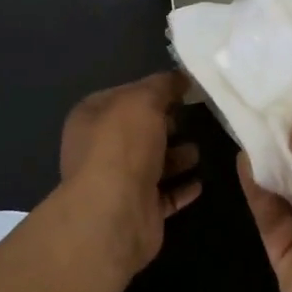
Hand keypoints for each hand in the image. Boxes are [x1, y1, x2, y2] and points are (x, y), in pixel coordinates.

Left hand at [59, 71, 201, 276]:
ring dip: (177, 157)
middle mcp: (99, 149)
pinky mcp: (139, 211)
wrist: (115, 214)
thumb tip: (181, 77)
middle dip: (166, 125)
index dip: (152, 90)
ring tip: (198, 151)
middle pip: (139, 131)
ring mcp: (118, 183)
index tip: (183, 89)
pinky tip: (200, 182)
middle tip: (193, 118)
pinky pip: (164, 195)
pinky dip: (182, 188)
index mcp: (91, 118)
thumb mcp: (144, 100)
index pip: (124, 96)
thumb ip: (163, 85)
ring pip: (153, 164)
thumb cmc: (123, 146)